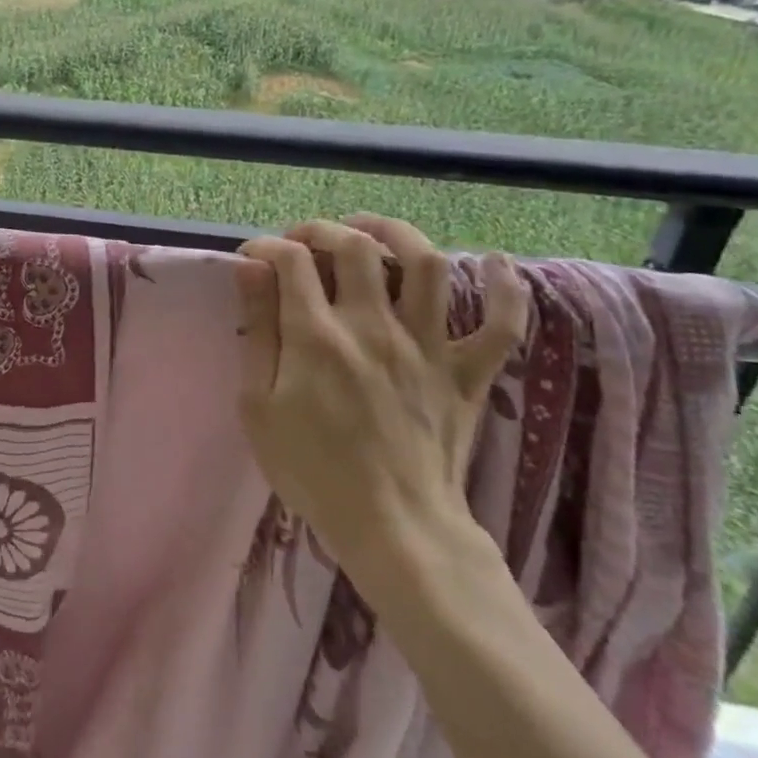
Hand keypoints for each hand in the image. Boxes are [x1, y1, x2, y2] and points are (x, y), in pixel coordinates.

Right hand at [235, 215, 527, 588]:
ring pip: (427, 265)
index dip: (267, 246)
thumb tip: (250, 271)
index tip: (253, 258)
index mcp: (317, 336)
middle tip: (305, 241)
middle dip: (323, 230)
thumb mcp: (258, 406)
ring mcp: (426, 347)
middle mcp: (373, 326)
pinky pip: (502, 324)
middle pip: (356, 247)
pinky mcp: (466, 373)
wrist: (394, 528)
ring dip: (399, 234)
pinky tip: (495, 262)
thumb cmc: (312, 471)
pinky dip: (506, 288)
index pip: (291, 260)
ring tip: (374, 232)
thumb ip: (257, 332)